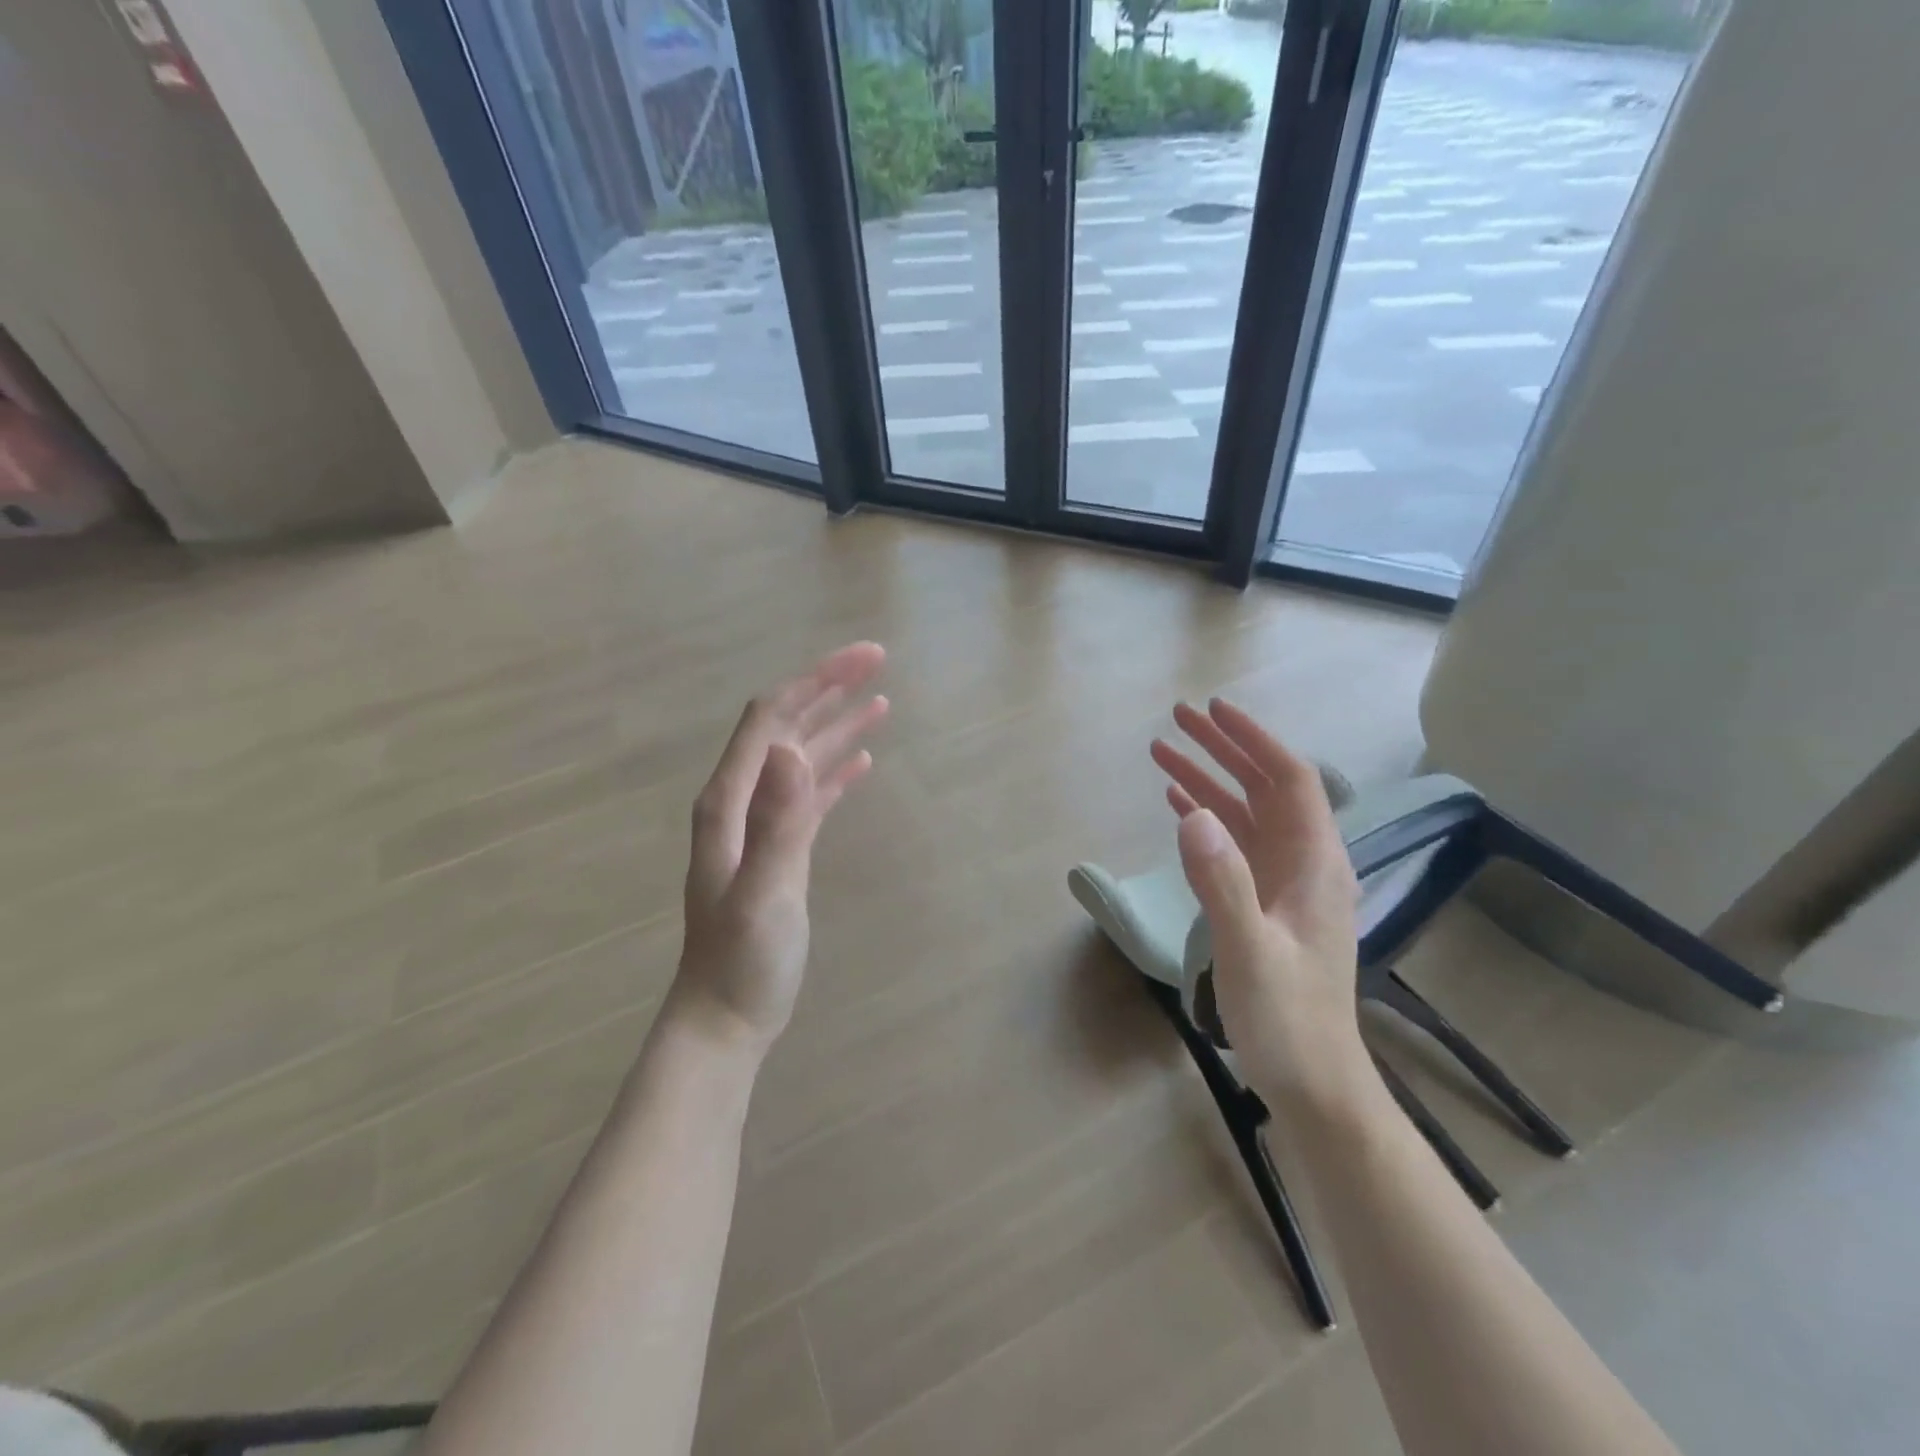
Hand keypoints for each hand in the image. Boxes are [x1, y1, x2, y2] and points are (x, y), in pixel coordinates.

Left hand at [674, 642, 888, 1052]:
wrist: (725, 1016)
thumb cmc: (741, 961)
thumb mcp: (763, 893)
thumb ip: (777, 823)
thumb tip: (792, 749)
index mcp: (731, 800)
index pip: (772, 717)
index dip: (816, 680)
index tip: (864, 659)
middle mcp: (743, 801)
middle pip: (787, 726)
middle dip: (830, 689)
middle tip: (879, 662)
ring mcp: (763, 825)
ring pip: (802, 757)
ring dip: (838, 725)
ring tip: (881, 702)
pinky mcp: (783, 848)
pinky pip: (812, 795)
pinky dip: (837, 770)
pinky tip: (863, 760)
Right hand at [1150, 700, 1366, 1109]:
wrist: (1313, 1083)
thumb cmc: (1288, 1019)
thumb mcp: (1250, 949)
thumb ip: (1223, 881)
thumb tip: (1190, 812)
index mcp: (1315, 864)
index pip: (1291, 780)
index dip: (1254, 740)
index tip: (1214, 711)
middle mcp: (1304, 863)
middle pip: (1265, 788)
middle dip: (1224, 750)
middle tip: (1177, 719)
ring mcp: (1284, 884)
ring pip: (1246, 815)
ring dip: (1209, 780)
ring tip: (1162, 752)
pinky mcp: (1265, 904)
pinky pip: (1234, 846)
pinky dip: (1207, 818)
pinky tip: (1179, 805)